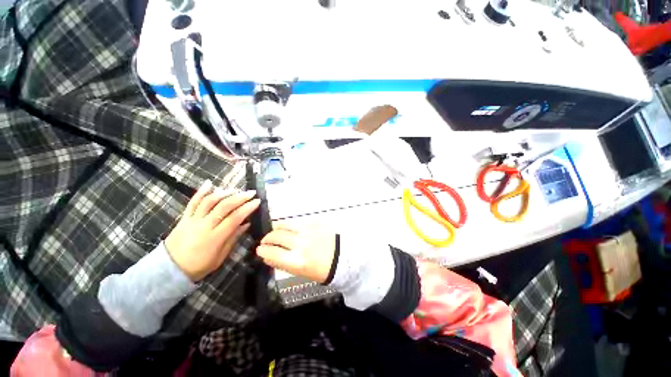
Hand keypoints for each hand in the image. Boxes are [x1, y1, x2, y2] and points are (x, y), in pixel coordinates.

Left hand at [165, 180, 259, 280]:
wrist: (170, 269)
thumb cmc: (199, 266)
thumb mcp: (220, 257)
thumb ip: (233, 238)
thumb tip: (246, 224)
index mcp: (215, 237)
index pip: (234, 218)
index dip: (247, 208)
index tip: (257, 201)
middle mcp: (204, 226)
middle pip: (224, 206)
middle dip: (239, 197)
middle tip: (251, 192)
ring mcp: (193, 220)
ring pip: (209, 201)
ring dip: (224, 193)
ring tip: (236, 189)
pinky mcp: (184, 217)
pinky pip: (192, 202)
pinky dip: (201, 192)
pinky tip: (210, 183)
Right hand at [256, 222, 335, 282]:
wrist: (342, 256)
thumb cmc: (321, 269)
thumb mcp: (301, 272)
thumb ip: (283, 264)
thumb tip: (267, 256)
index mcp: (297, 261)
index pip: (272, 252)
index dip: (263, 250)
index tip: (259, 249)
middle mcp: (301, 244)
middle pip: (277, 236)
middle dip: (267, 238)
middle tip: (266, 240)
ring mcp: (308, 231)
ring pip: (286, 225)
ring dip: (276, 227)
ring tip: (274, 230)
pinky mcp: (315, 223)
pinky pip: (297, 222)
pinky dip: (290, 225)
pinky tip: (288, 228)